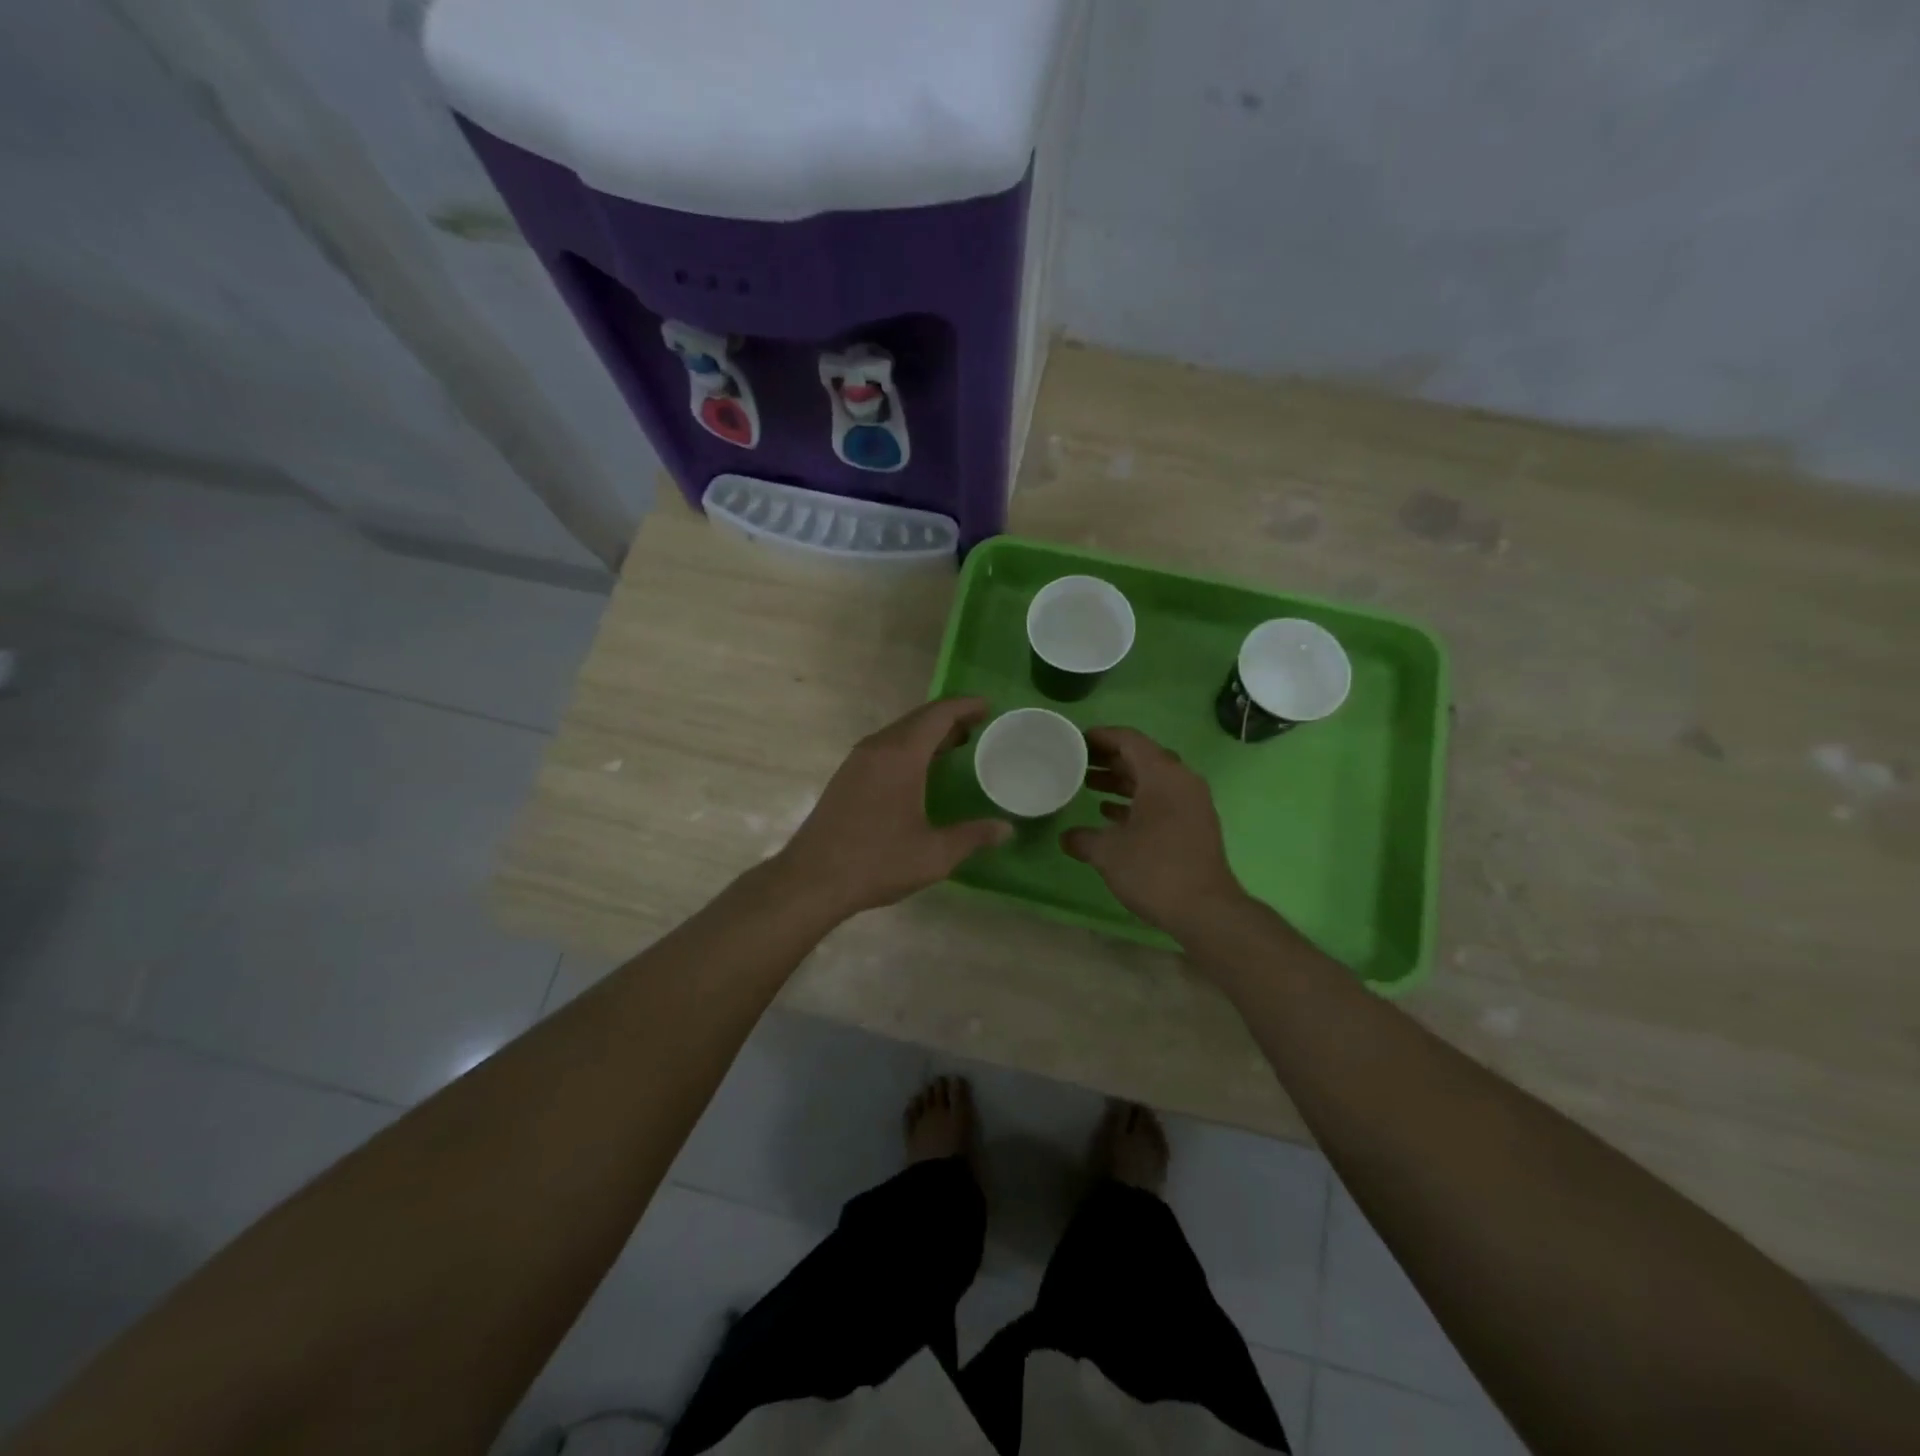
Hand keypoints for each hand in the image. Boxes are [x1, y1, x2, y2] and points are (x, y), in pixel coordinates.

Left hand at [773, 697, 1012, 919]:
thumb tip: (1007, 829)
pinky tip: (920, 771)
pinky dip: (909, 747)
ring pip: (899, 733)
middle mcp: (877, 748)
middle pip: (918, 719)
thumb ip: (973, 836)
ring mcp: (857, 761)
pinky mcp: (846, 777)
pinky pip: (885, 747)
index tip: (989, 706)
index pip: (938, 715)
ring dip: (928, 733)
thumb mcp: (934, 855)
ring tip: (956, 746)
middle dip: (949, 718)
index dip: (965, 706)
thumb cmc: (876, 862)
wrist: (811, 880)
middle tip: (979, 726)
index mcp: (900, 756)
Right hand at [1062, 727, 1247, 939]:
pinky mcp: (1195, 824)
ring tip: (1089, 786)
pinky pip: (1162, 800)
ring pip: (1152, 780)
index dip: (1101, 737)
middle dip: (1109, 759)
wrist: (1205, 910)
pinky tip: (1111, 815)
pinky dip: (1137, 801)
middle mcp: (1181, 781)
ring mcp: (1192, 803)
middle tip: (1078, 763)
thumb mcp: (1108, 852)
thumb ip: (1083, 839)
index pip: (1130, 740)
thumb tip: (1066, 837)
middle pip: (1142, 758)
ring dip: (1122, 781)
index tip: (1077, 740)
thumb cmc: (1154, 870)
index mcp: (1162, 775)